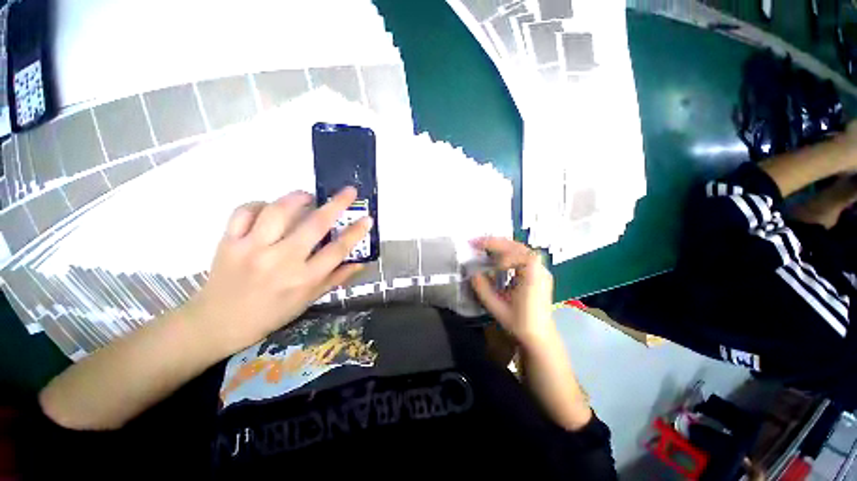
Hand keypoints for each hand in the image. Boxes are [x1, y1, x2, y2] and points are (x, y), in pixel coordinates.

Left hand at [185, 188, 370, 354]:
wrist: (219, 323)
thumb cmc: (272, 313)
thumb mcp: (309, 300)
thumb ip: (336, 278)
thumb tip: (361, 262)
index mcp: (303, 279)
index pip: (338, 250)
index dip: (356, 232)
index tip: (367, 218)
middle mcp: (281, 261)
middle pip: (314, 225)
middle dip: (337, 204)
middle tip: (349, 191)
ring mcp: (252, 249)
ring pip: (279, 211)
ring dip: (298, 197)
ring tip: (308, 196)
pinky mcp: (229, 242)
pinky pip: (245, 211)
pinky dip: (260, 204)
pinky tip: (270, 208)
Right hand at [470, 237, 555, 347]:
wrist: (539, 338)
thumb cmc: (520, 323)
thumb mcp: (496, 306)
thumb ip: (482, 288)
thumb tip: (472, 273)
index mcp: (533, 275)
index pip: (518, 253)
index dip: (500, 252)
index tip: (485, 260)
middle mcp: (540, 269)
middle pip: (518, 247)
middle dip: (495, 243)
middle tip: (475, 242)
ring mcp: (540, 270)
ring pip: (520, 250)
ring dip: (501, 247)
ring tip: (483, 247)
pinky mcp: (537, 274)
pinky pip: (522, 257)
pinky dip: (507, 254)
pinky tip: (496, 258)